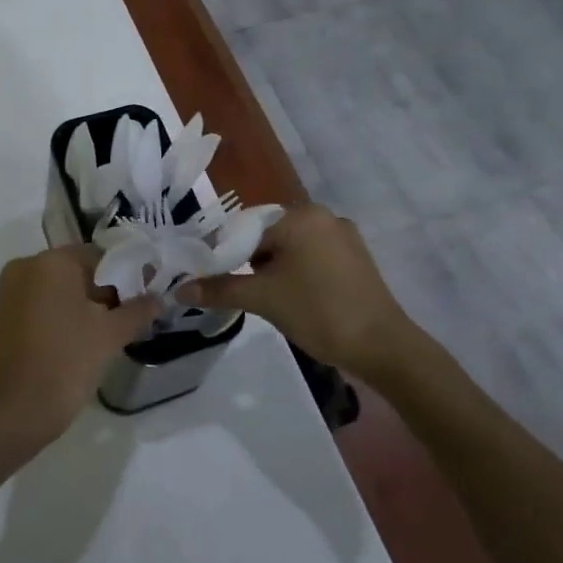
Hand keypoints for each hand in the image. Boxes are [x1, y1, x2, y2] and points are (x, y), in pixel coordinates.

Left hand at [0, 245, 158, 454]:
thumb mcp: (110, 335)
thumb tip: (158, 298)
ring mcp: (11, 291)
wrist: (13, 413)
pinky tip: (85, 339)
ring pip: (60, 288)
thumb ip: (138, 310)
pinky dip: (65, 314)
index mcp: (51, 261)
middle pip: (79, 270)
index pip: (100, 255)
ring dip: (87, 304)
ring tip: (112, 331)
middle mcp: (26, 266)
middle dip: (107, 290)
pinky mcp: (4, 315)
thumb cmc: (65, 362)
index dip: (128, 273)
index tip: (146, 295)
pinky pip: (43, 304)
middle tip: (133, 316)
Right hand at [178, 205, 412, 382]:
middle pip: (270, 235)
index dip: (227, 254)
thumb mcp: (263, 299)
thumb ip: (220, 289)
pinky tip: (299, 300)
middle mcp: (324, 216)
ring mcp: (344, 236)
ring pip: (293, 248)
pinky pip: (315, 257)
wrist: (383, 346)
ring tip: (272, 301)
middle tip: (247, 294)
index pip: (248, 228)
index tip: (215, 279)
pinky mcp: (356, 258)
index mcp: (301, 215)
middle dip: (254, 263)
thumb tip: (179, 290)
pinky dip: (300, 273)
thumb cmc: (319, 312)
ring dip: (276, 270)